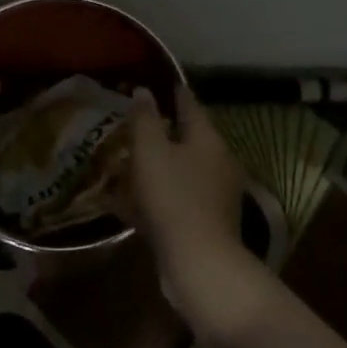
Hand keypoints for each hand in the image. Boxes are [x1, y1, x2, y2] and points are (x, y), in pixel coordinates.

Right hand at [128, 86, 274, 345]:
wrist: (200, 264)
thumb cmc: (174, 197)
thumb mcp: (151, 150)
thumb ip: (145, 118)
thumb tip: (143, 91)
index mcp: (207, 139)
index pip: (190, 104)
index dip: (172, 92)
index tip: (156, 83)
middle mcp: (218, 162)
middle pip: (188, 138)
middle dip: (163, 130)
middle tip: (135, 124)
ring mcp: (215, 195)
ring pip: (181, 169)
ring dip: (159, 164)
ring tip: (129, 161)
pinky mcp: (206, 223)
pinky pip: (176, 198)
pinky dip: (157, 195)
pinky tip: (131, 202)